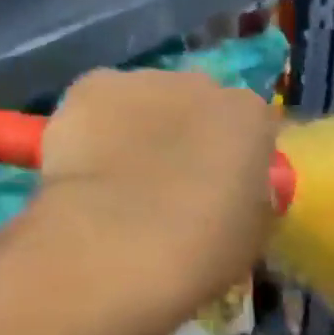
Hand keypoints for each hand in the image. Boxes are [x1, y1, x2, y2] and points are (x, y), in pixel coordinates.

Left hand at [38, 68, 279, 314]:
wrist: (113, 245)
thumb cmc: (196, 253)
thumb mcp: (249, 237)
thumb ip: (248, 197)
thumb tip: (233, 193)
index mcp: (247, 116)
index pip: (251, 126)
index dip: (234, 158)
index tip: (219, 191)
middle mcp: (197, 84)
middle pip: (195, 102)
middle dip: (184, 134)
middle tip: (166, 184)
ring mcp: (140, 80)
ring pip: (143, 99)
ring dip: (137, 127)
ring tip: (115, 181)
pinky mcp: (90, 87)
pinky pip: (97, 104)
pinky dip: (92, 128)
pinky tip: (83, 167)